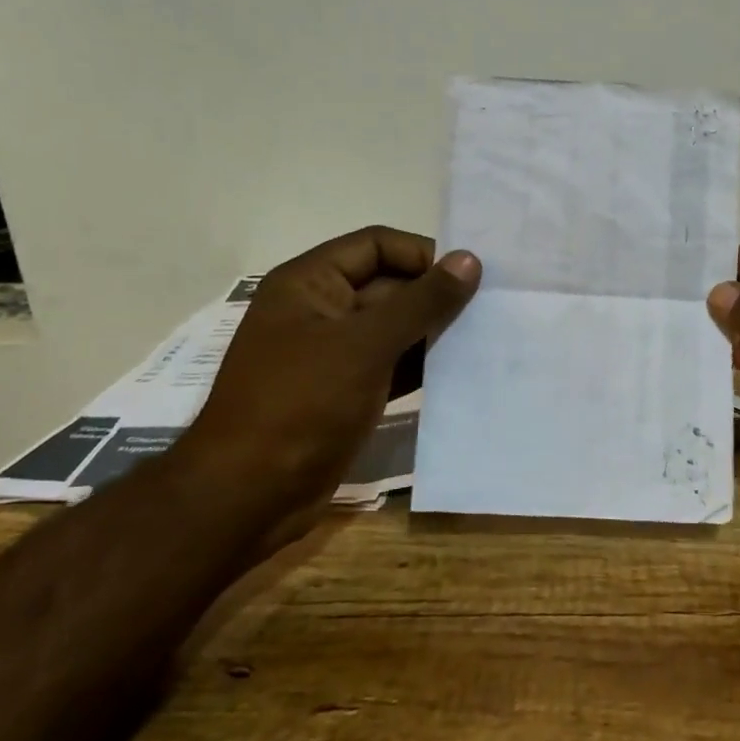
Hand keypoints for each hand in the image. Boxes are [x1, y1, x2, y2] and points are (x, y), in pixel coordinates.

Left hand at [185, 227, 480, 501]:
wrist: (249, 496)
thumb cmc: (301, 403)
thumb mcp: (365, 344)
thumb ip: (421, 301)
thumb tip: (470, 259)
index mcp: (309, 283)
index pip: (376, 245)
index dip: (422, 254)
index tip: (470, 275)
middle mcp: (321, 310)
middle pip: (389, 285)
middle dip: (435, 295)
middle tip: (490, 308)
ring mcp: (333, 354)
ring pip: (394, 327)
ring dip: (434, 331)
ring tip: (485, 336)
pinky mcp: (347, 392)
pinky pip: (393, 364)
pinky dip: (423, 365)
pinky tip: (462, 370)